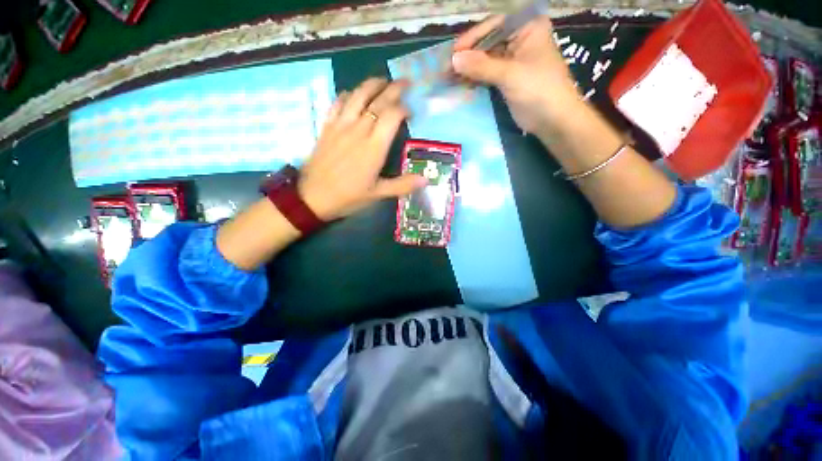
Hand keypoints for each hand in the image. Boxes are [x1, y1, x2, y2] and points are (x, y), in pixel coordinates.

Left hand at [299, 78, 427, 220]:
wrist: (313, 197)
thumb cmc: (349, 196)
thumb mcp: (378, 194)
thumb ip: (402, 185)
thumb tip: (426, 180)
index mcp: (374, 146)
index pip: (392, 115)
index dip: (404, 109)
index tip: (411, 113)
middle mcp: (359, 129)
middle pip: (378, 100)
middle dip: (394, 89)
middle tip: (405, 83)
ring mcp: (341, 126)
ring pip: (358, 95)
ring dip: (372, 84)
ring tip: (382, 81)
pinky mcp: (327, 127)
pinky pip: (338, 103)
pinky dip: (348, 95)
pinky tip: (353, 94)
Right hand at [451, 15, 580, 134]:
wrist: (553, 120)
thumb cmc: (538, 90)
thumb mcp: (510, 75)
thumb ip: (481, 66)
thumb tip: (454, 59)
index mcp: (527, 27)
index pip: (494, 26)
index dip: (472, 39)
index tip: (453, 54)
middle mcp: (519, 39)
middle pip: (487, 42)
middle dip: (467, 56)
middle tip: (446, 69)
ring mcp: (513, 59)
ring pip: (485, 59)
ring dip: (468, 69)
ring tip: (449, 78)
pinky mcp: (507, 78)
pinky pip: (487, 74)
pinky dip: (474, 79)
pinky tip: (461, 84)